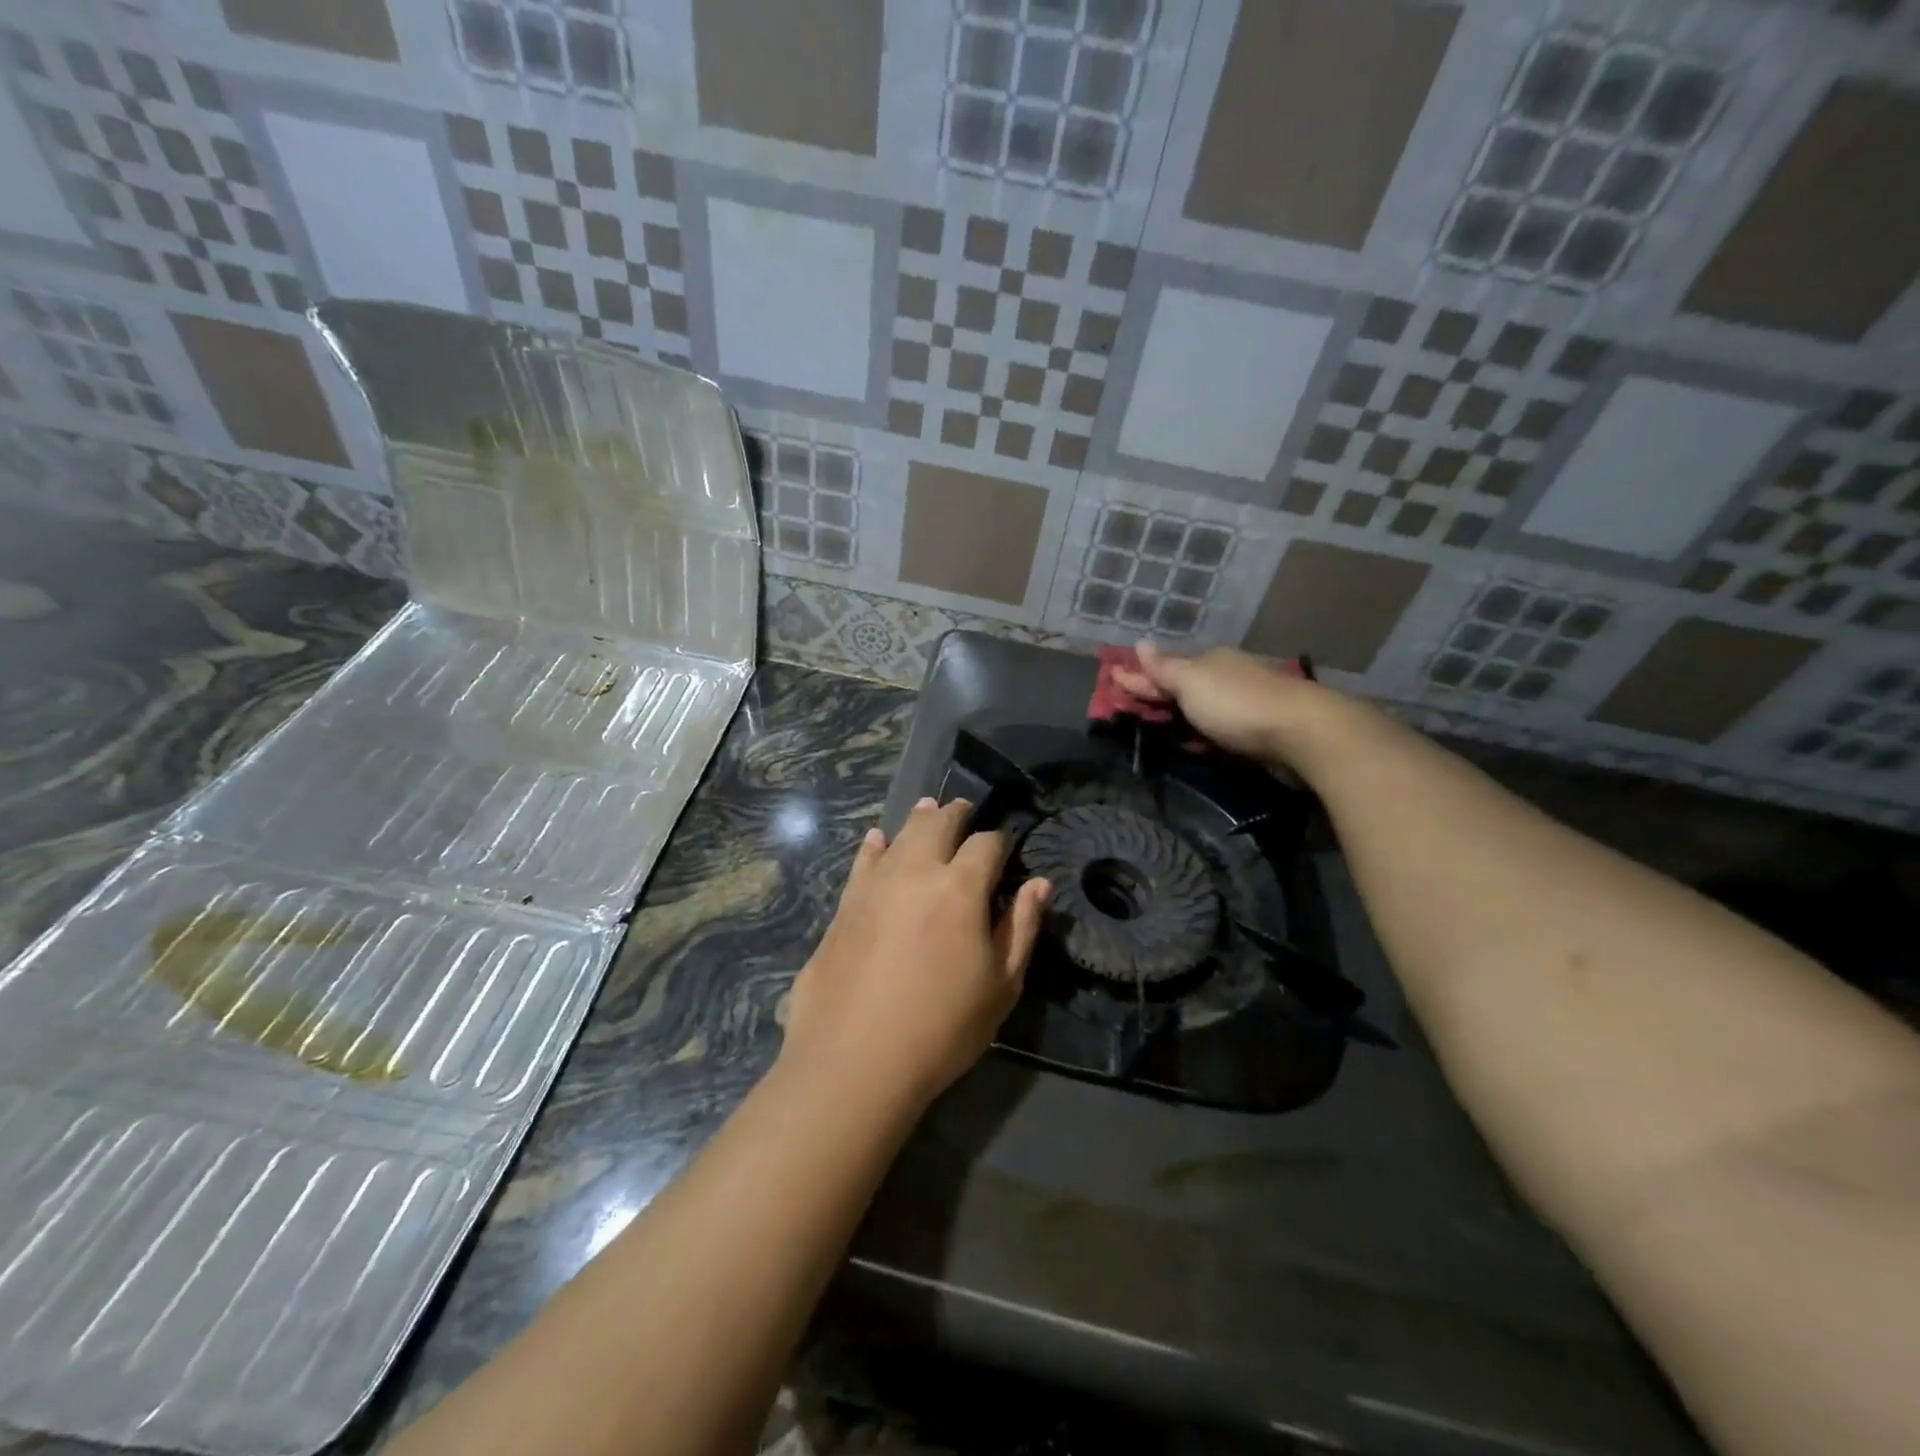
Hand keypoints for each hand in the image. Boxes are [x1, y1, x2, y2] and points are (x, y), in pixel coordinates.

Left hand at [782, 798, 1051, 1106]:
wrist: (854, 1059)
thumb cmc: (942, 1028)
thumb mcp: (1001, 986)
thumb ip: (1021, 928)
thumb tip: (1038, 883)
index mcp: (960, 887)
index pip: (987, 844)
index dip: (1000, 840)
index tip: (1005, 846)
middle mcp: (916, 871)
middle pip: (938, 824)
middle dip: (957, 814)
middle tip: (965, 810)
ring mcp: (874, 884)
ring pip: (900, 834)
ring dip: (919, 819)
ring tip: (928, 809)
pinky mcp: (845, 903)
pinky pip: (863, 860)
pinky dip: (875, 845)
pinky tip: (878, 840)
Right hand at [1110, 640, 1328, 764]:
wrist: (1303, 733)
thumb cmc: (1236, 704)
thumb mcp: (1191, 682)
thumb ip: (1164, 668)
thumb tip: (1140, 642)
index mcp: (1210, 661)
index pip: (1164, 667)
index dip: (1138, 677)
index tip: (1113, 683)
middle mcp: (1228, 676)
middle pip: (1185, 686)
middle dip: (1159, 694)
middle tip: (1131, 707)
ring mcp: (1247, 702)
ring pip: (1204, 707)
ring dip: (1182, 714)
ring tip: (1158, 725)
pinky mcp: (1261, 730)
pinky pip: (1221, 729)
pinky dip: (1203, 732)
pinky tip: (1195, 740)